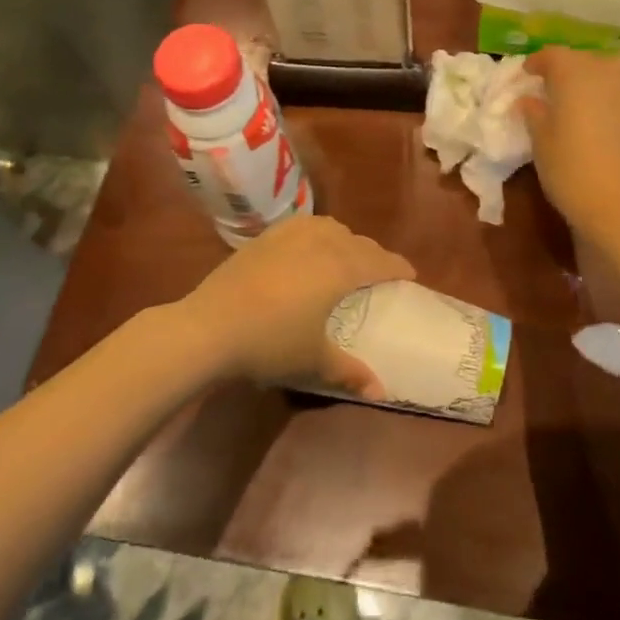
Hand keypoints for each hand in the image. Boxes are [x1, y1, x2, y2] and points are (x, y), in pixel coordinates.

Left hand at [182, 217, 413, 396]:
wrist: (210, 326)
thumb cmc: (271, 342)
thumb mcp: (313, 360)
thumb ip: (349, 372)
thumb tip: (381, 392)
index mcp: (340, 268)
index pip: (378, 261)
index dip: (397, 266)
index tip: (410, 273)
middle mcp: (320, 243)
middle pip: (357, 241)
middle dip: (373, 254)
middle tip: (379, 271)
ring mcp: (289, 235)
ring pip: (329, 227)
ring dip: (345, 239)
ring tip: (345, 254)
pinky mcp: (264, 238)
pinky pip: (302, 226)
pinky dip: (316, 233)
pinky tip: (307, 248)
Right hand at [520, 46, 619, 232]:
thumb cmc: (570, 170)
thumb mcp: (540, 141)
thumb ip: (534, 113)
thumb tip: (530, 100)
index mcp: (574, 75)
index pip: (552, 55)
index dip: (536, 62)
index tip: (525, 74)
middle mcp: (604, 74)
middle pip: (580, 58)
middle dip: (562, 67)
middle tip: (545, 85)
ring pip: (603, 71)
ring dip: (585, 78)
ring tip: (569, 98)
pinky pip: (615, 91)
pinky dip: (601, 95)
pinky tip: (590, 116)